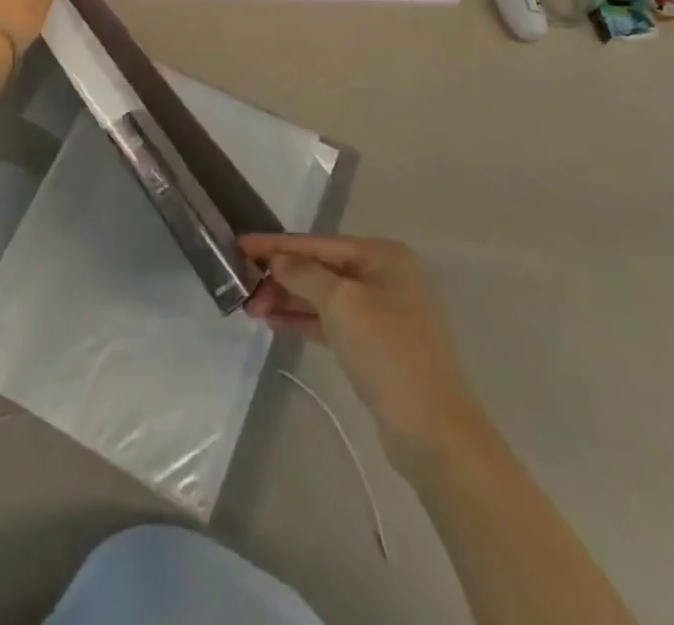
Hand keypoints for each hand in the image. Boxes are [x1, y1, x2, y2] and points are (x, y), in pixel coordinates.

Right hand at [243, 233, 468, 468]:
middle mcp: (384, 276)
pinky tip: (274, 322)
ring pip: (323, 296)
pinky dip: (304, 320)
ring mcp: (382, 311)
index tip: (240, 244)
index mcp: (382, 255)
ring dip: (288, 298)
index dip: (276, 244)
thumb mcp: (340, 303)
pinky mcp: (376, 344)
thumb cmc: (387, 351)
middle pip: (320, 268)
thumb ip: (304, 274)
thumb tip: (278, 260)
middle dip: (281, 275)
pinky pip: (331, 321)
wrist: (433, 429)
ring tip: (250, 307)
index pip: (317, 243)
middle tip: (241, 285)